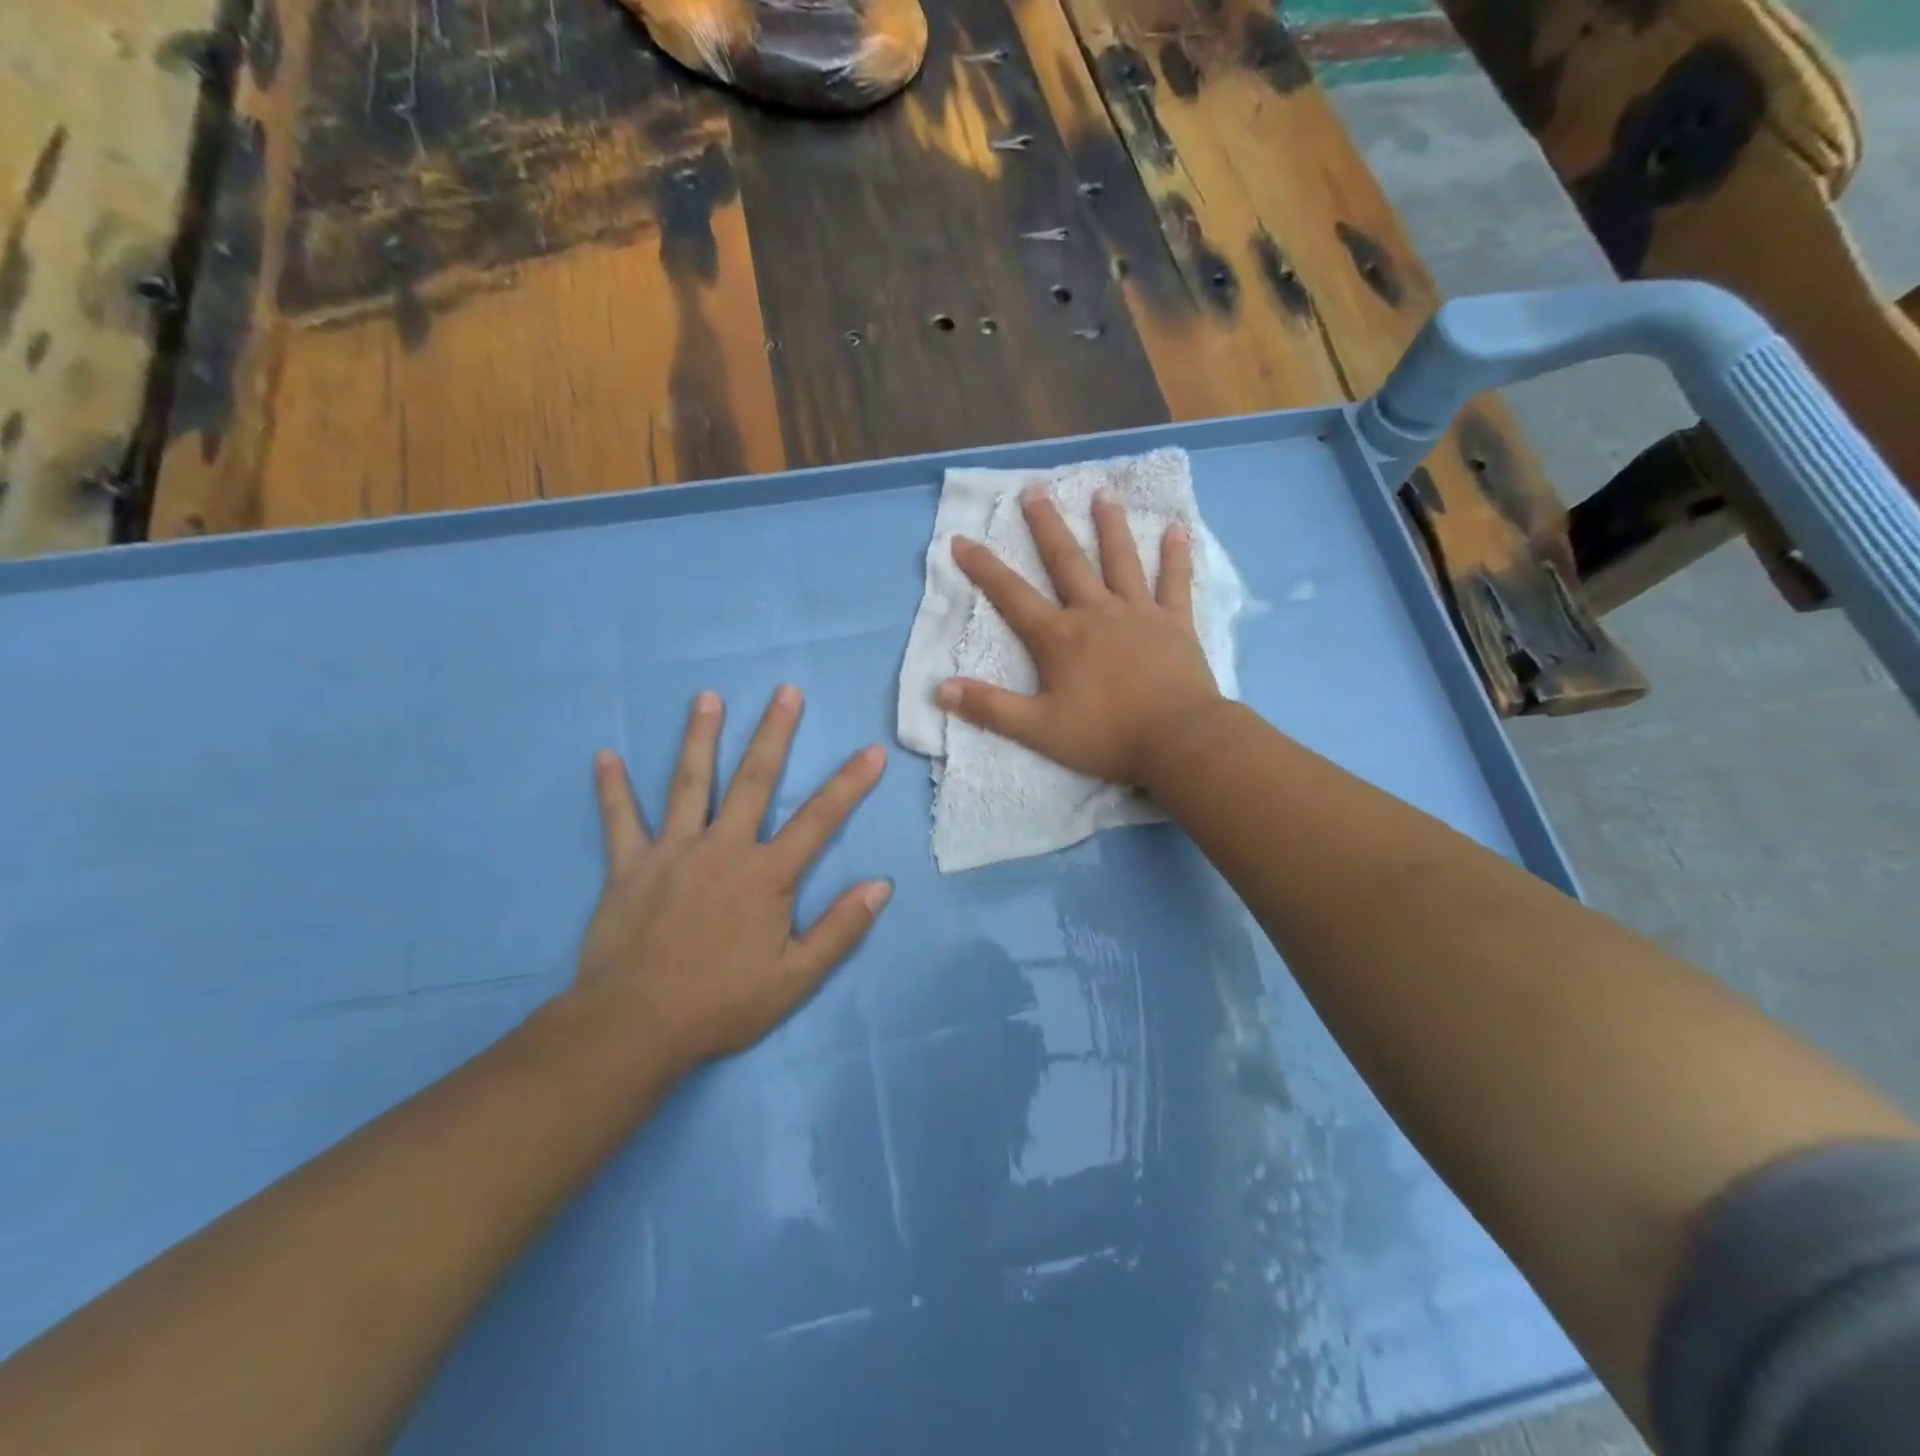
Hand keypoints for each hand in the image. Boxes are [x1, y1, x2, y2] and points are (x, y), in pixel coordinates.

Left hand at [574, 687, 890, 1066]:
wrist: (635, 1026)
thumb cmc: (722, 1003)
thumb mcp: (796, 978)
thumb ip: (840, 929)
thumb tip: (880, 886)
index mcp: (766, 874)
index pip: (820, 819)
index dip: (850, 784)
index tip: (871, 751)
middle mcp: (723, 848)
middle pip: (754, 780)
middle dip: (774, 734)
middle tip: (786, 691)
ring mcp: (672, 851)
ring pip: (689, 783)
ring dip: (700, 737)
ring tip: (707, 697)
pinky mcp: (629, 866)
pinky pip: (620, 820)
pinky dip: (612, 789)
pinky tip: (604, 756)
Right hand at [937, 486, 1222, 785]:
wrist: (1177, 740)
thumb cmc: (1105, 735)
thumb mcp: (1038, 729)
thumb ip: (990, 707)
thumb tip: (940, 689)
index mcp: (1059, 637)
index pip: (1012, 595)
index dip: (983, 567)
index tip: (961, 538)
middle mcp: (1096, 612)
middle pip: (1066, 561)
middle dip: (1047, 526)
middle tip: (1035, 489)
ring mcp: (1139, 613)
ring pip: (1121, 559)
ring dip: (1110, 525)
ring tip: (1103, 492)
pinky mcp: (1175, 623)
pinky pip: (1175, 582)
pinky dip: (1176, 556)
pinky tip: (1178, 529)